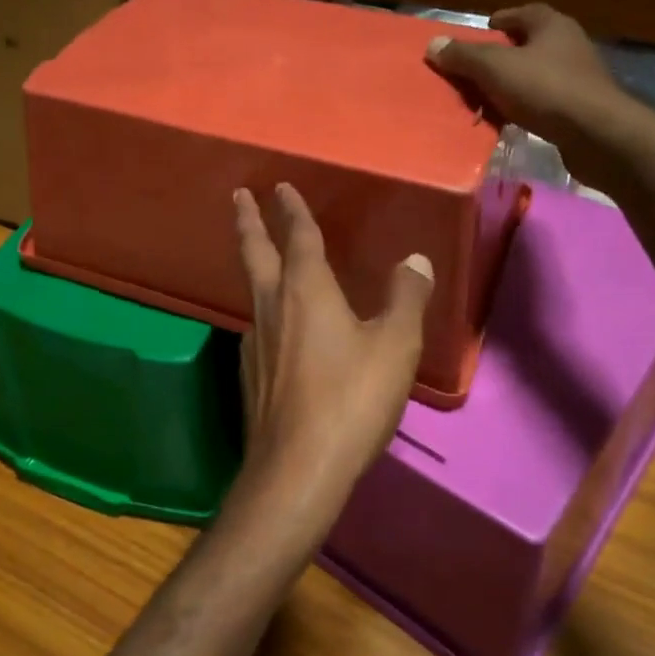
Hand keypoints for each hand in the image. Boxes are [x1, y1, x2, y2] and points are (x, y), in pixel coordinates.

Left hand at [227, 183, 432, 536]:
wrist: (298, 468)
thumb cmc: (352, 399)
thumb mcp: (395, 346)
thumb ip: (406, 298)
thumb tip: (415, 260)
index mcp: (305, 290)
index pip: (298, 237)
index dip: (292, 210)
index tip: (280, 187)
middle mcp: (272, 306)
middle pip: (255, 253)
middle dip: (248, 221)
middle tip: (239, 196)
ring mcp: (254, 342)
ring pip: (253, 291)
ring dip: (255, 268)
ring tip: (264, 263)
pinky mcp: (249, 375)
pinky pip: (259, 329)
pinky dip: (267, 313)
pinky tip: (276, 332)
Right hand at [427, 4, 651, 188]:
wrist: (597, 134)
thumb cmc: (545, 89)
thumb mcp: (495, 69)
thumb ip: (463, 56)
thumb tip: (433, 44)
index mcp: (553, 25)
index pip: (524, 13)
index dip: (502, 20)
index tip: (483, 31)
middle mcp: (570, 44)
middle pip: (531, 43)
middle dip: (505, 53)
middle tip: (478, 66)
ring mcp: (580, 77)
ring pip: (539, 72)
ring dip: (515, 81)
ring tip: (489, 95)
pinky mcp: (582, 107)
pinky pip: (546, 99)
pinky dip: (527, 104)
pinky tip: (512, 118)